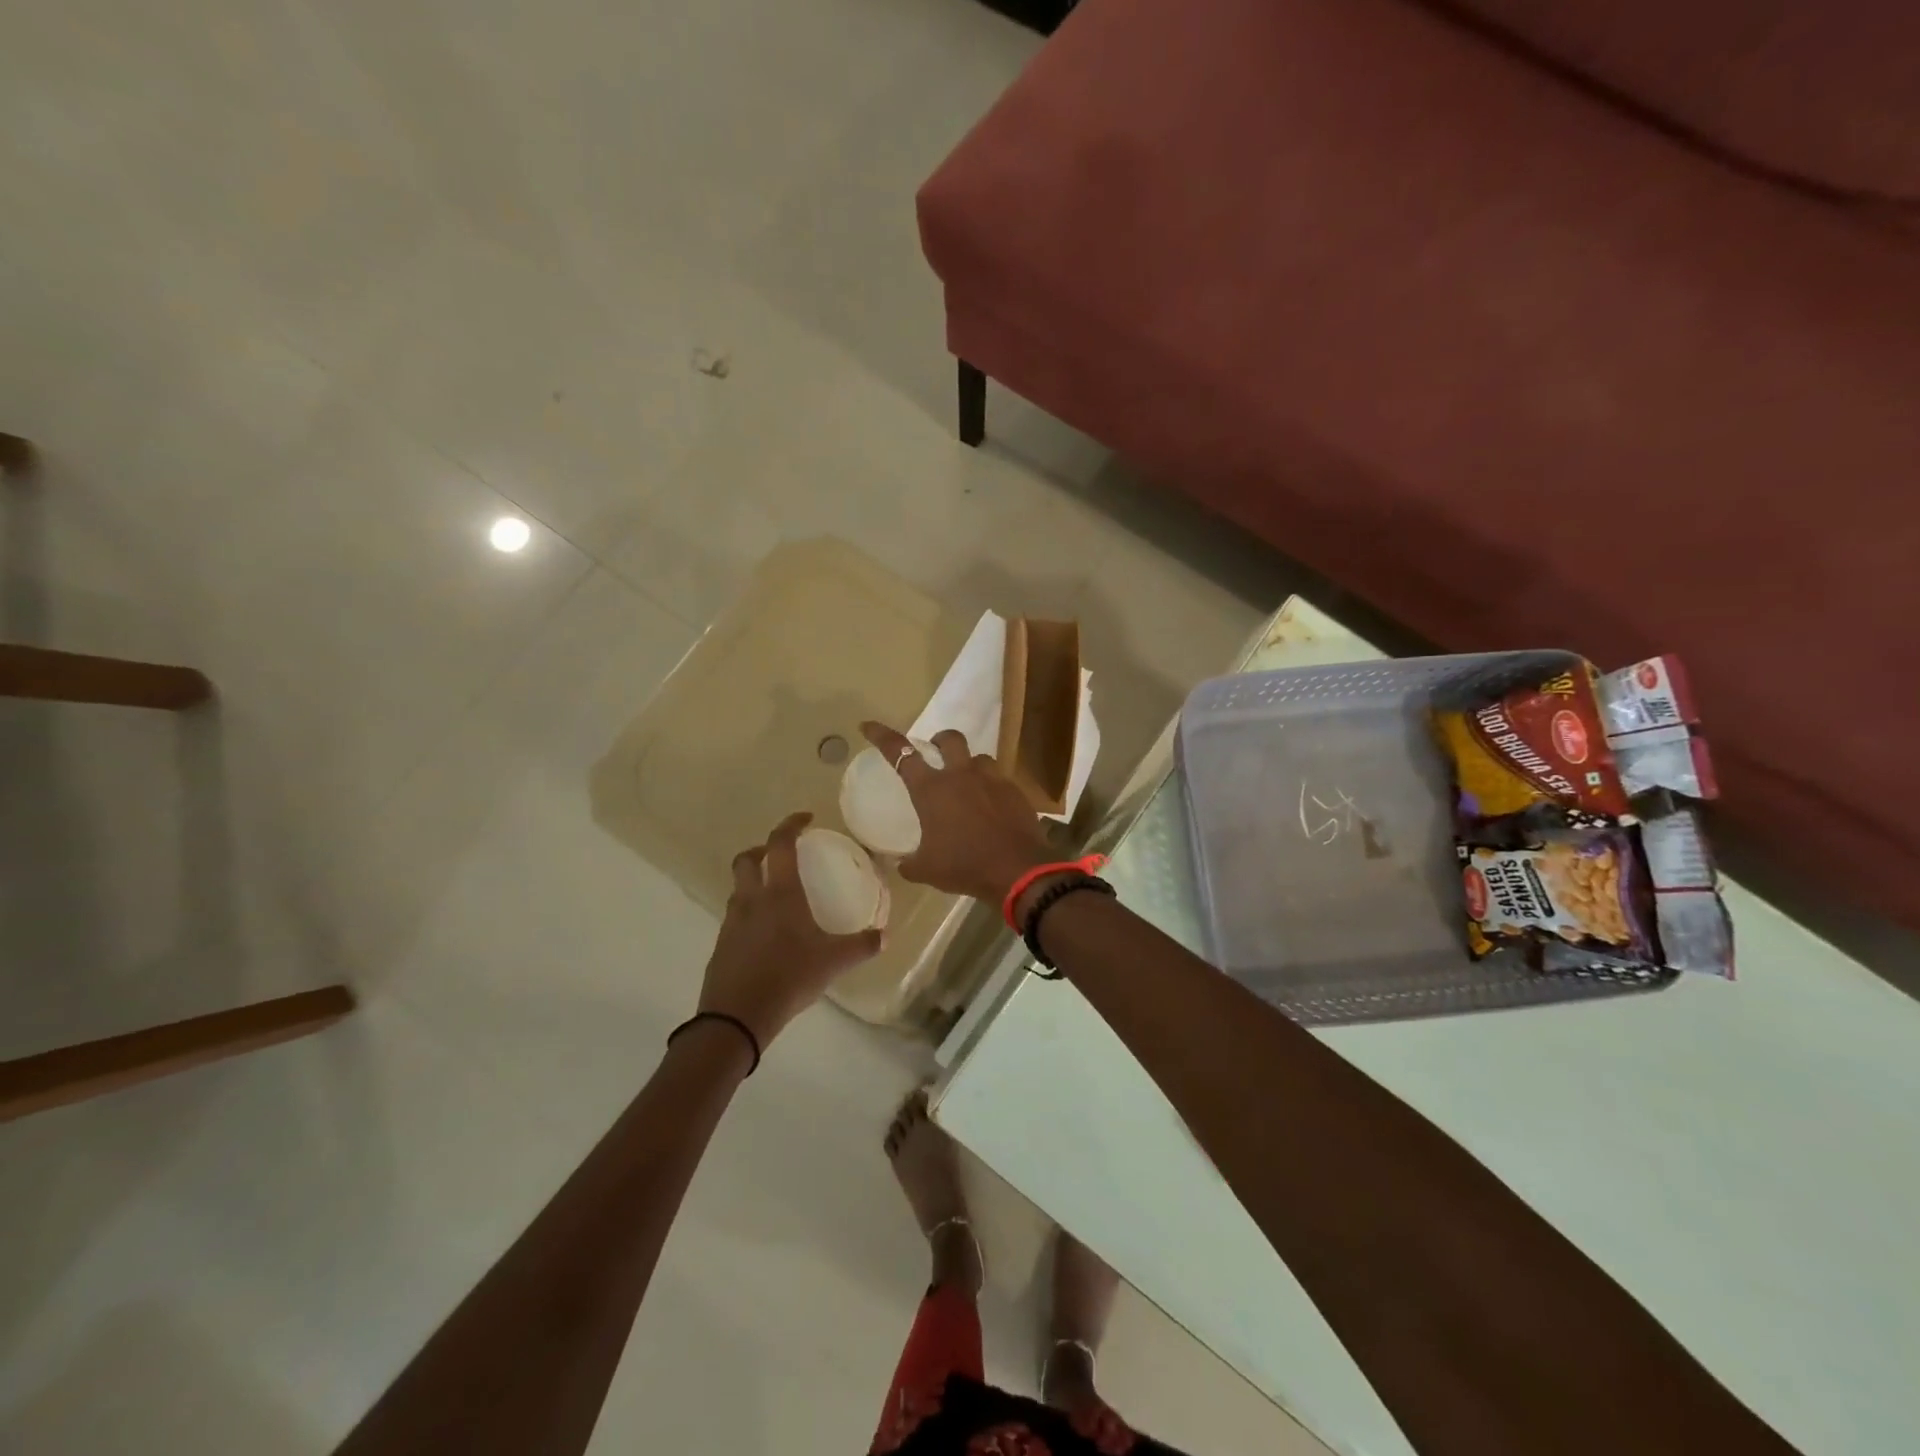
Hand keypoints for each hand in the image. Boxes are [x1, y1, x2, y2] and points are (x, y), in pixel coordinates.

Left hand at [698, 812, 883, 1048]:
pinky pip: (735, 916)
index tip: (806, 819)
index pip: (780, 844)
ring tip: (777, 895)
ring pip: (739, 888)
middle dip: (763, 849)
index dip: (791, 825)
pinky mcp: (721, 945)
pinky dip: (749, 912)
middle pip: (747, 859)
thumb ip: (861, 946)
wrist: (736, 1018)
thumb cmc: (788, 978)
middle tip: (782, 855)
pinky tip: (767, 933)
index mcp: (780, 894)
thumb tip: (884, 936)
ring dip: (754, 881)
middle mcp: (752, 900)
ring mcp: (732, 922)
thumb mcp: (833, 963)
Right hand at [859, 721, 1053, 902]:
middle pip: (949, 739)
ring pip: (979, 758)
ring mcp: (991, 780)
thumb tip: (902, 864)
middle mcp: (961, 776)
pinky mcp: (1015, 791)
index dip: (882, 737)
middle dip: (940, 741)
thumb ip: (910, 863)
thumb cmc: (964, 865)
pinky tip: (992, 808)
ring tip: (968, 785)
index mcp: (932, 790)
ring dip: (969, 766)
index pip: (901, 754)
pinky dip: (992, 789)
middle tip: (936, 754)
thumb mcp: (927, 870)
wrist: (1017, 870)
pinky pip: (1000, 780)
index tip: (868, 726)